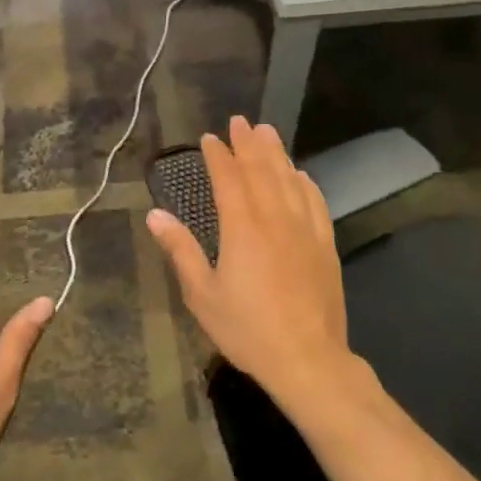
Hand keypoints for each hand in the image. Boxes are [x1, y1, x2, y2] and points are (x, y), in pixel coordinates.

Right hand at [145, 116, 350, 403]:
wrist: (307, 358)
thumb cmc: (247, 329)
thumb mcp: (202, 294)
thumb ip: (180, 250)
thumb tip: (155, 215)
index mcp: (242, 227)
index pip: (229, 179)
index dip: (218, 156)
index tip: (209, 138)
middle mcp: (275, 218)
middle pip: (261, 171)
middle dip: (248, 144)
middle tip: (240, 122)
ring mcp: (304, 230)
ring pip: (290, 180)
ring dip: (277, 154)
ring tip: (267, 133)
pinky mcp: (325, 245)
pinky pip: (316, 203)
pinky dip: (306, 183)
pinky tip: (301, 175)